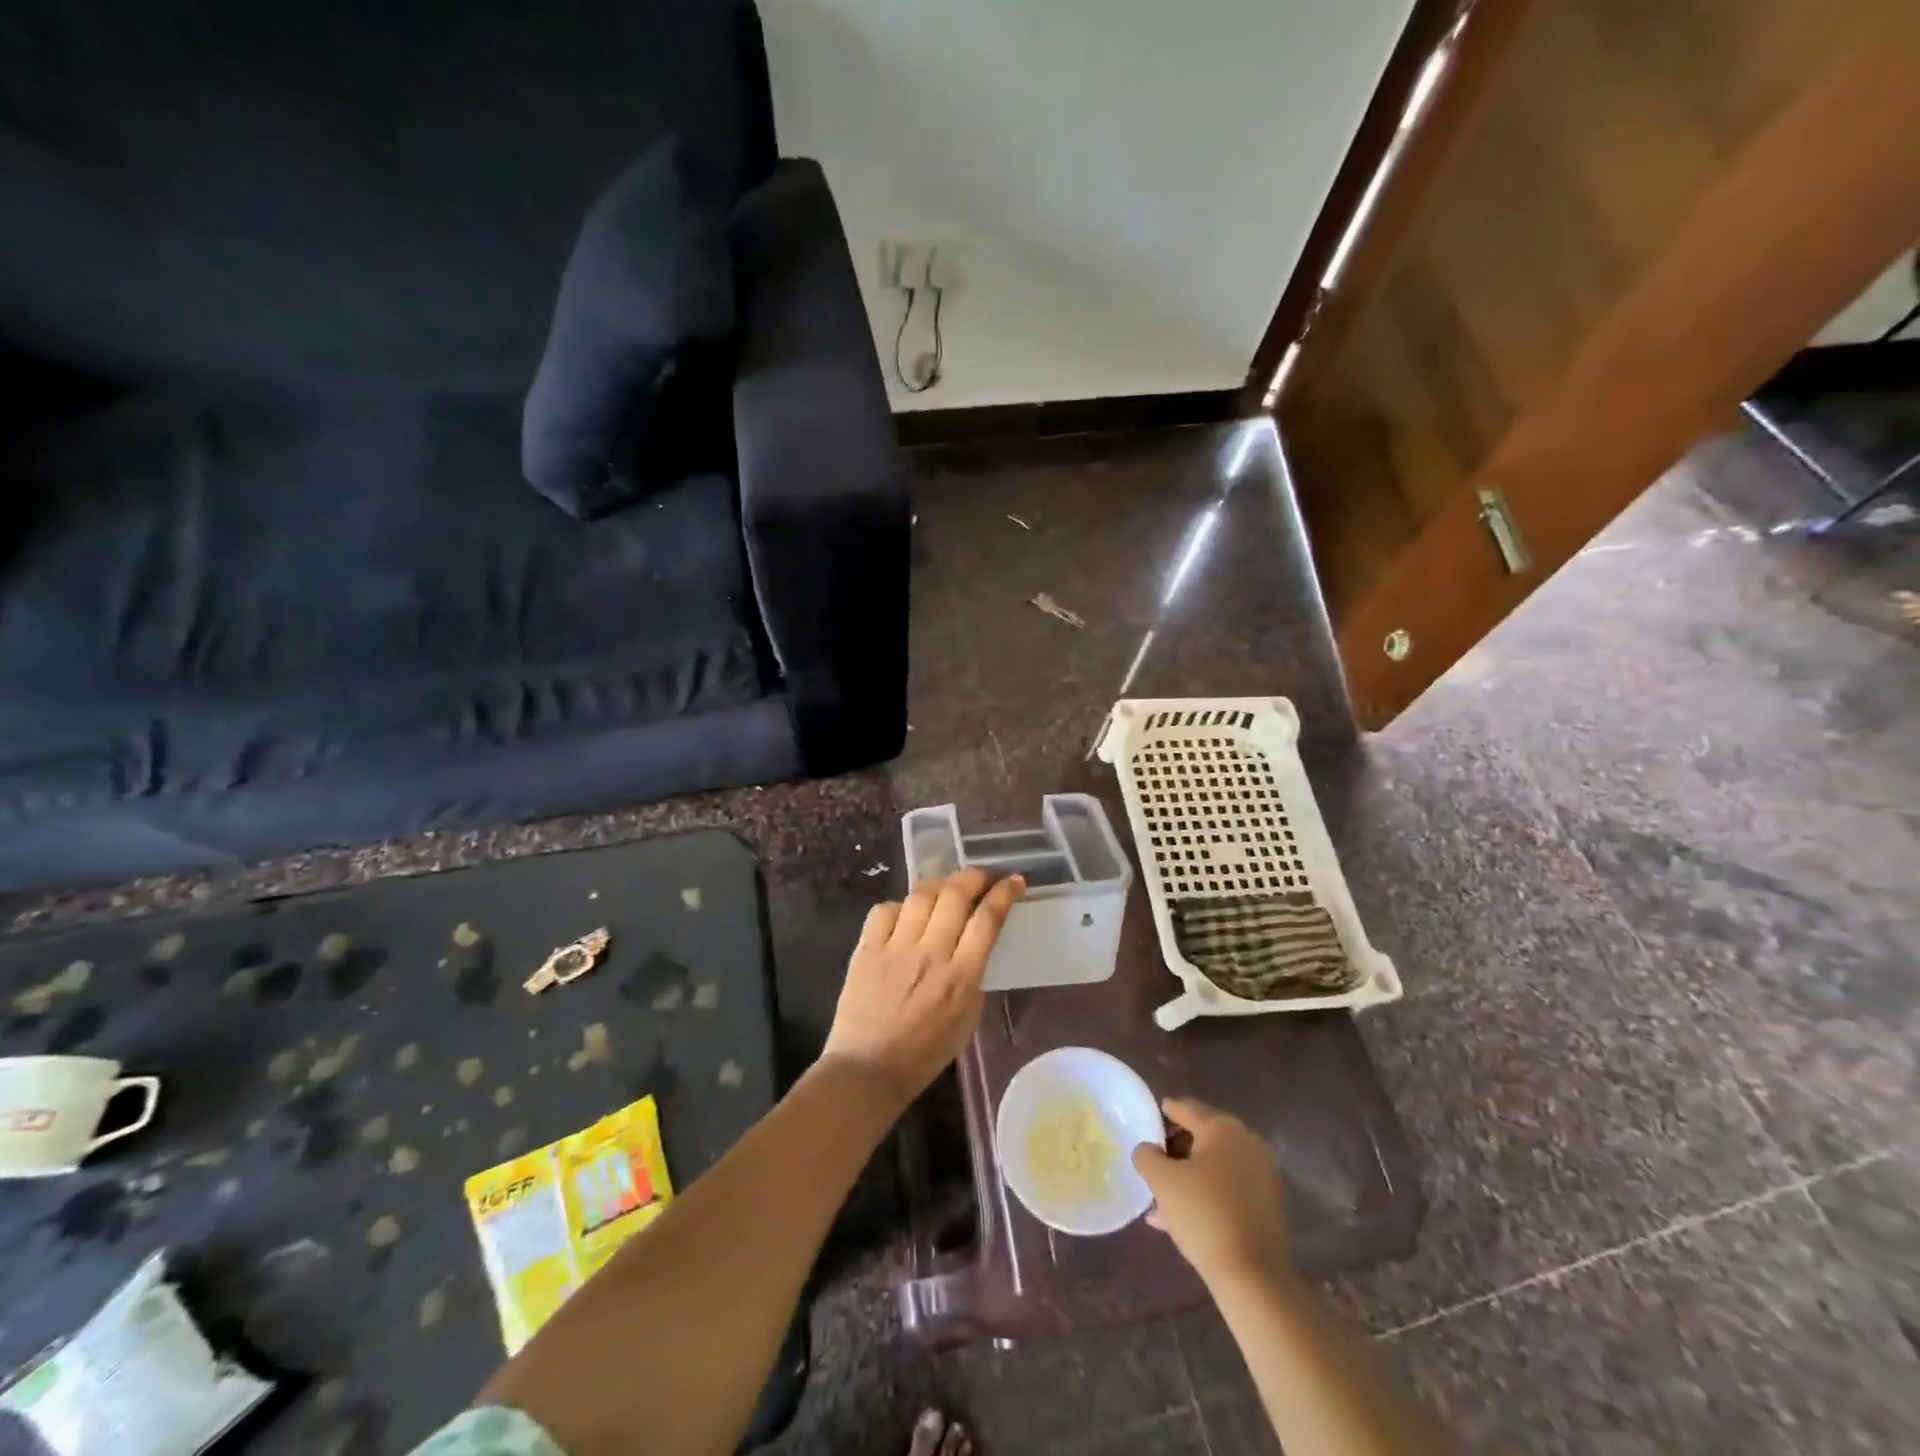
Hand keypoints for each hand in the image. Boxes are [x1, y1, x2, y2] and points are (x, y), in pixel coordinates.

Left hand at [821, 869, 1024, 1106]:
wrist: (868, 1070)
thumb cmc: (924, 1054)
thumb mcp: (967, 1019)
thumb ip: (973, 977)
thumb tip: (974, 944)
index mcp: (961, 977)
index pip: (987, 919)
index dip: (1004, 893)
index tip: (1014, 882)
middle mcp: (930, 954)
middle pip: (956, 894)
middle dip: (975, 876)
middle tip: (983, 877)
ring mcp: (895, 948)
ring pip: (921, 895)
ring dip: (939, 885)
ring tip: (946, 890)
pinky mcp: (866, 948)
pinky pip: (884, 909)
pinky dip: (899, 906)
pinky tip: (905, 915)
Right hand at [1132, 1098, 1289, 1285]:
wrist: (1253, 1276)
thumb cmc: (1203, 1215)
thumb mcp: (1162, 1181)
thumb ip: (1147, 1155)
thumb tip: (1148, 1150)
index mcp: (1222, 1128)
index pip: (1185, 1108)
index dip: (1162, 1114)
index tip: (1146, 1123)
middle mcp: (1246, 1142)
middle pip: (1202, 1135)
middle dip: (1176, 1148)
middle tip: (1154, 1162)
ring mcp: (1262, 1173)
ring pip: (1215, 1165)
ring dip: (1190, 1175)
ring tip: (1162, 1196)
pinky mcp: (1268, 1203)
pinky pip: (1229, 1187)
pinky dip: (1208, 1193)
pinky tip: (1183, 1216)